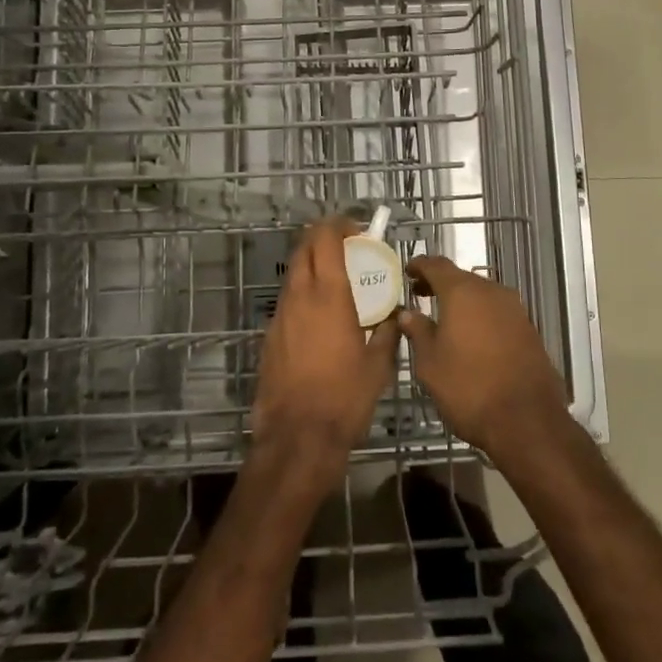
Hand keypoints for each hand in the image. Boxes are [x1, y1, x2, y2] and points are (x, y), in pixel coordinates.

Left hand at [250, 218, 400, 497]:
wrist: (297, 437)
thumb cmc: (345, 397)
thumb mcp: (378, 364)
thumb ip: (386, 332)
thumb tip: (391, 316)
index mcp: (329, 294)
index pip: (325, 238)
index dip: (339, 225)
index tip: (356, 229)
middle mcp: (300, 296)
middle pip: (304, 248)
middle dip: (323, 238)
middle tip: (347, 248)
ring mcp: (280, 315)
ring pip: (293, 274)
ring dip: (312, 265)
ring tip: (337, 282)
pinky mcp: (270, 336)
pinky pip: (288, 301)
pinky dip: (303, 294)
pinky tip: (320, 318)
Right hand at [399, 256, 566, 463]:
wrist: (527, 421)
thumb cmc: (468, 387)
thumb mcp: (430, 363)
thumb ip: (418, 332)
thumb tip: (408, 314)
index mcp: (463, 292)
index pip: (437, 265)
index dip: (420, 266)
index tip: (407, 272)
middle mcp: (491, 292)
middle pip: (461, 278)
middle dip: (440, 284)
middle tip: (420, 296)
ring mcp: (514, 310)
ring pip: (481, 295)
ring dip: (462, 301)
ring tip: (444, 319)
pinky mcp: (528, 330)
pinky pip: (497, 313)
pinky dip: (480, 316)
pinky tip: (471, 337)